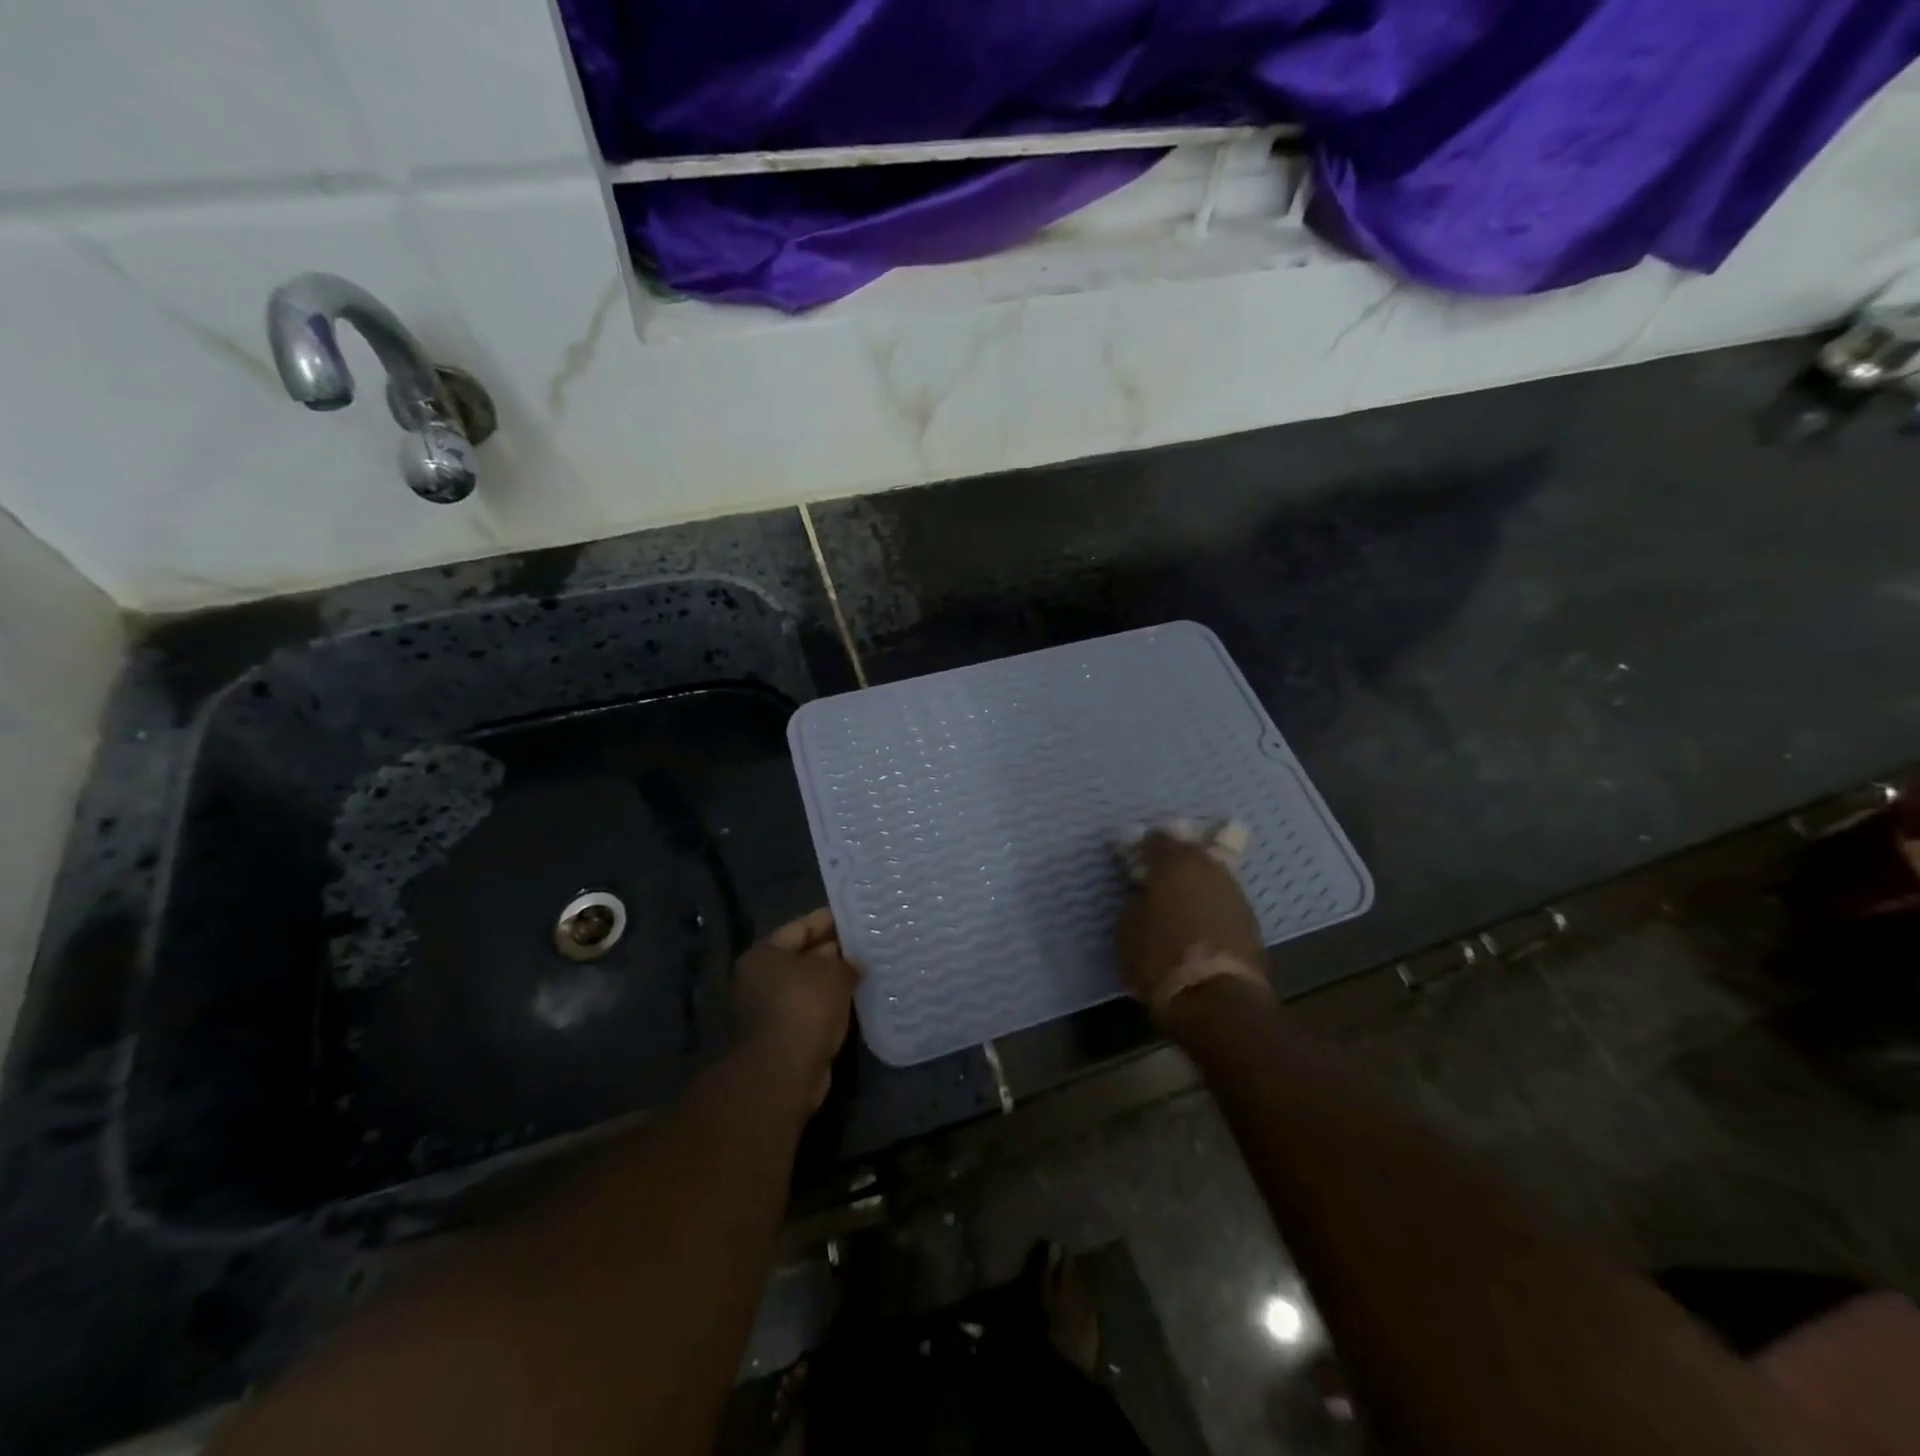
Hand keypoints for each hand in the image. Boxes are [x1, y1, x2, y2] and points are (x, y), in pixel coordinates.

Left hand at [734, 908, 860, 1107]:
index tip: (858, 915)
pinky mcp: (787, 1035)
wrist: (784, 1073)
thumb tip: (856, 964)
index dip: (830, 919)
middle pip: (805, 956)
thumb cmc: (804, 1008)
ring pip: (812, 985)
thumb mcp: (833, 973)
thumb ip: (848, 962)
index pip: (802, 927)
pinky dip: (835, 1003)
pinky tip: (862, 997)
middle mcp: (763, 978)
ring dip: (838, 979)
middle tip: (871, 941)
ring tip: (873, 967)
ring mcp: (773, 1009)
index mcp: (765, 955)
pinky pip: (816, 1009)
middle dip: (837, 950)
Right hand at [1118, 828, 1266, 1023]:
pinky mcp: (1250, 918)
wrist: (1217, 999)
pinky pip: (1221, 899)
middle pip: (1191, 850)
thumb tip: (1144, 896)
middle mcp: (1209, 867)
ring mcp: (1234, 891)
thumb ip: (1136, 901)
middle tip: (1156, 876)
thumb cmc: (1161, 958)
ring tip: (1177, 899)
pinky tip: (1196, 920)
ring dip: (1194, 882)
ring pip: (1209, 874)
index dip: (1141, 847)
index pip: (1157, 838)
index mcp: (1176, 861)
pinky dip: (1208, 904)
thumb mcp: (1128, 928)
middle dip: (1173, 859)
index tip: (1131, 860)